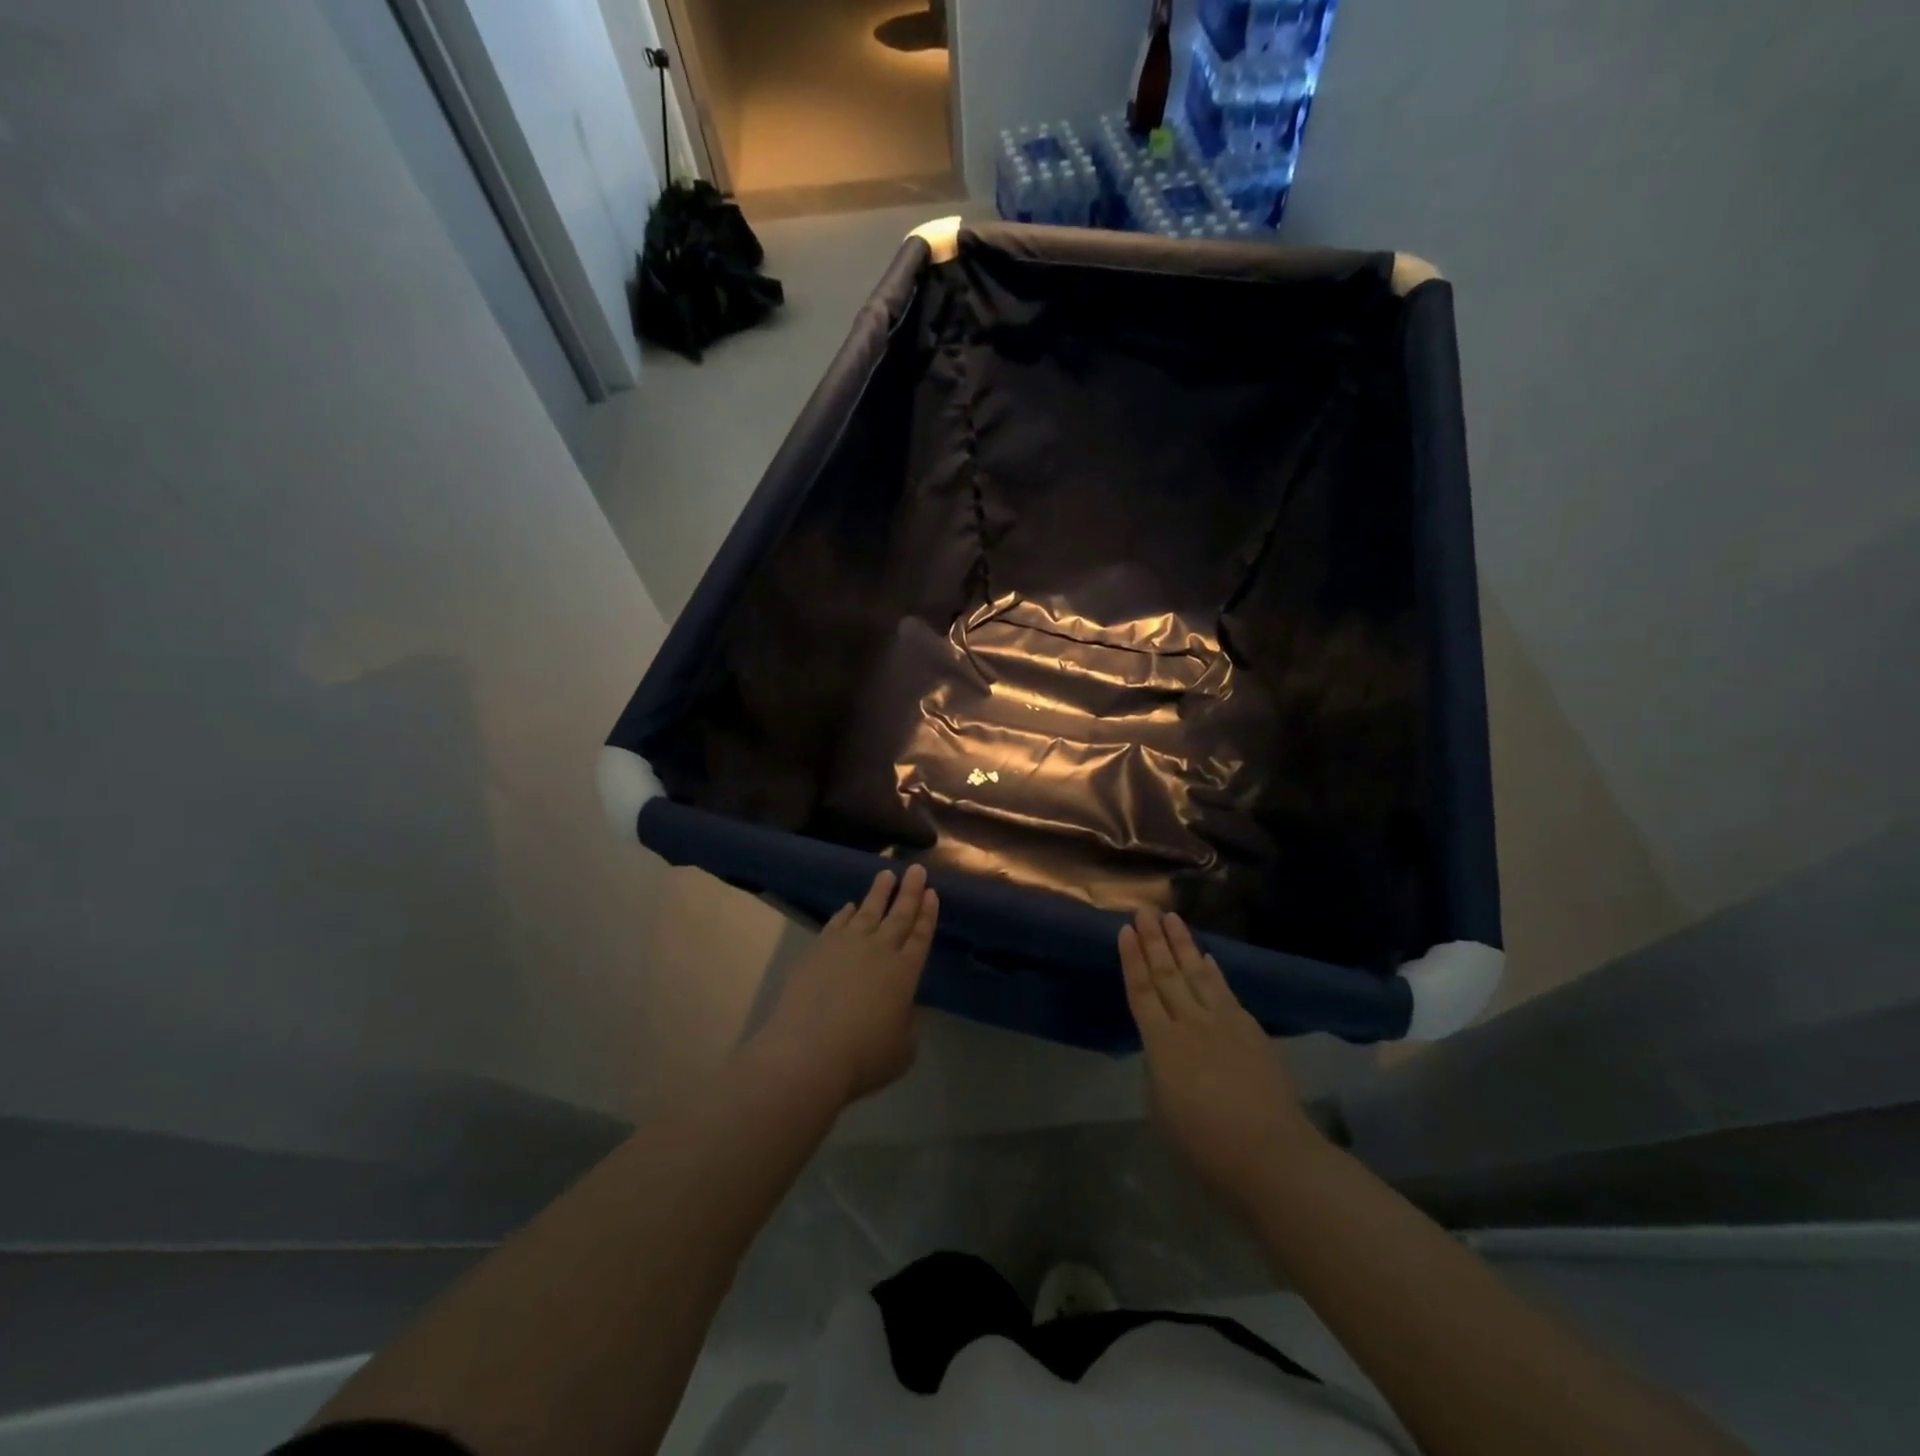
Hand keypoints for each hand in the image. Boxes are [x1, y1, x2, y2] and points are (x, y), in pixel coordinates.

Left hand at [753, 865, 938, 1107]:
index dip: (927, 914)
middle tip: (916, 869)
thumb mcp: (902, 1049)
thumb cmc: (863, 1058)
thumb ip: (906, 1023)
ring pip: (867, 911)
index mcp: (905, 972)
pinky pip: (837, 924)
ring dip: (878, 892)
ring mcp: (846, 946)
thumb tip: (900, 1008)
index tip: (931, 892)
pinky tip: (849, 906)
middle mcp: (879, 951)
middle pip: (898, 915)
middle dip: (909, 891)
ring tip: (886, 874)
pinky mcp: (818, 950)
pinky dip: (845, 913)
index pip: (921, 936)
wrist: (808, 1053)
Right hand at [1120, 907, 1318, 1212]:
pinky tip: (1208, 957)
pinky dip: (1214, 971)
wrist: (1270, 1154)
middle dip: (1154, 940)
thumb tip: (1165, 1048)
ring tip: (1172, 918)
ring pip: (1197, 974)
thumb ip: (1159, 1069)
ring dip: (1183, 944)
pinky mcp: (1250, 1030)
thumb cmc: (1205, 1144)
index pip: (1141, 991)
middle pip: (1167, 973)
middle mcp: (1190, 1023)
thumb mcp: (1162, 1108)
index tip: (1125, 930)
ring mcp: (1223, 1023)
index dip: (1132, 959)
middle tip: (1145, 910)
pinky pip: (1225, 991)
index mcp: (1161, 1043)